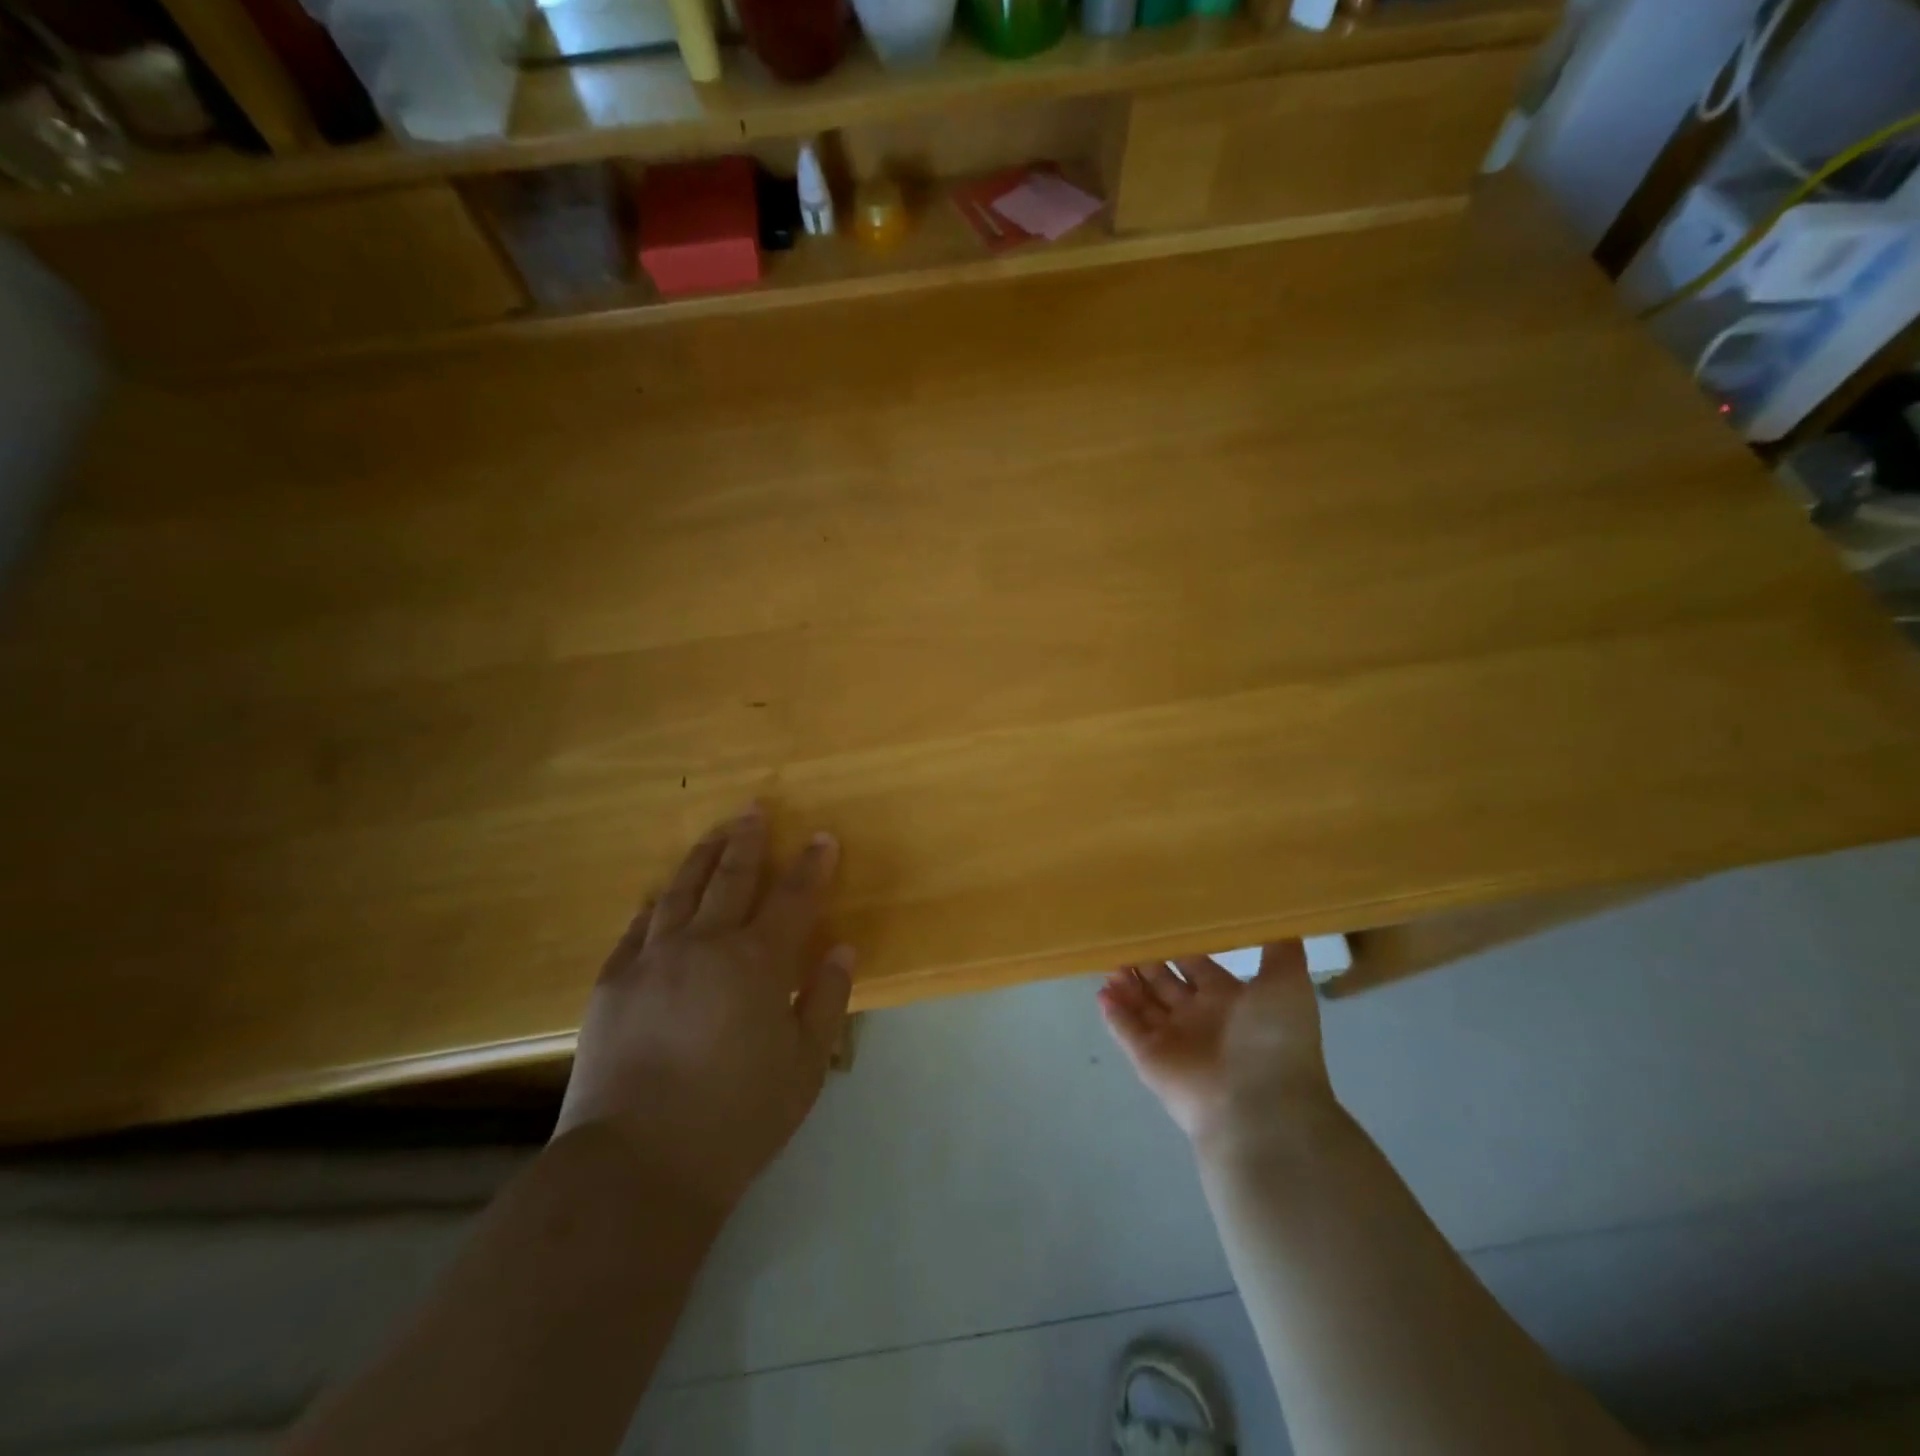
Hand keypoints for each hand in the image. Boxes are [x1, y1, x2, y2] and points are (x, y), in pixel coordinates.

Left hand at [554, 806, 855, 1215]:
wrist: (637, 1165)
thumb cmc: (738, 1118)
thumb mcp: (806, 1065)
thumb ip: (828, 998)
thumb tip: (842, 947)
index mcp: (757, 962)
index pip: (793, 897)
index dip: (811, 864)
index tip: (822, 837)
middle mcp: (704, 945)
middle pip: (731, 878)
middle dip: (748, 841)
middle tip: (755, 810)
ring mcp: (652, 960)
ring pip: (680, 891)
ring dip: (701, 857)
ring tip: (714, 833)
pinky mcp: (612, 983)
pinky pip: (637, 928)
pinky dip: (655, 905)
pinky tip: (660, 897)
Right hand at [1098, 944, 1336, 1150]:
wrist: (1262, 1106)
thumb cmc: (1273, 1039)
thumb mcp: (1288, 983)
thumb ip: (1280, 949)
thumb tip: (1276, 915)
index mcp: (1230, 1001)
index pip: (1198, 967)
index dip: (1179, 948)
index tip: (1158, 921)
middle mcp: (1200, 1019)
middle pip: (1165, 985)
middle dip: (1146, 963)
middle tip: (1124, 935)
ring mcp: (1173, 1041)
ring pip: (1143, 1006)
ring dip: (1127, 985)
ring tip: (1108, 958)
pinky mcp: (1150, 1060)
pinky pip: (1126, 1032)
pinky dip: (1113, 1014)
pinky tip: (1101, 992)